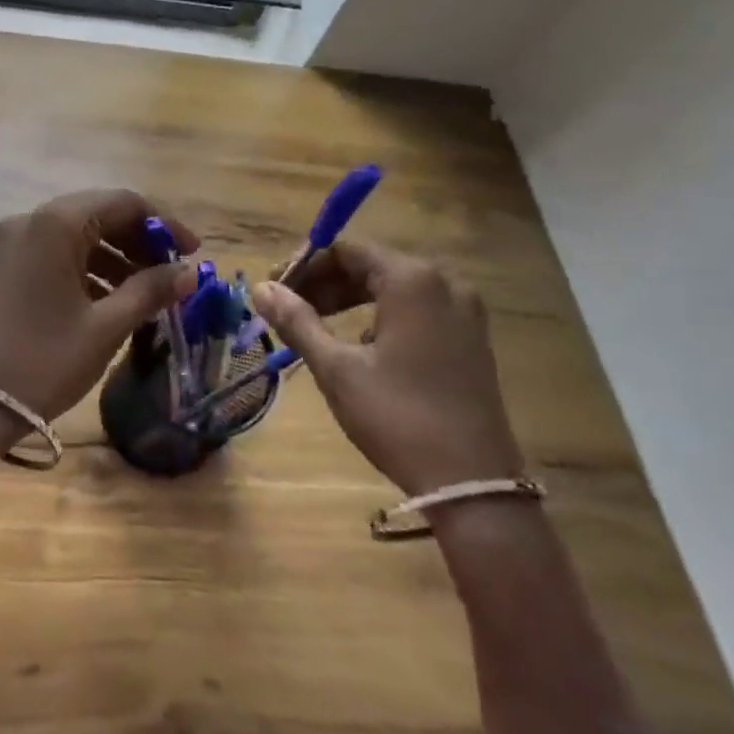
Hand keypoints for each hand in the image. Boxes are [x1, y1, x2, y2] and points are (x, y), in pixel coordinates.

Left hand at [0, 190, 196, 423]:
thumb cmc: (46, 361)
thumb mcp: (106, 326)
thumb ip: (151, 290)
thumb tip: (189, 272)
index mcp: (55, 223)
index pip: (123, 202)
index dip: (164, 224)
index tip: (192, 253)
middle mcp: (29, 220)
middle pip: (98, 214)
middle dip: (139, 241)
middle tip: (172, 273)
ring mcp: (10, 243)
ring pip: (75, 235)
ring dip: (115, 256)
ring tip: (147, 292)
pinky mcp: (1, 266)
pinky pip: (53, 253)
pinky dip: (85, 269)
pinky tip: (109, 299)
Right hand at [251, 241, 523, 493]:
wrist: (472, 484)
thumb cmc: (397, 416)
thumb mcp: (337, 368)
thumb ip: (297, 321)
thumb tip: (260, 288)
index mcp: (412, 280)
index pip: (347, 250)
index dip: (305, 265)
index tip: (275, 289)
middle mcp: (444, 284)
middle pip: (371, 265)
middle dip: (326, 284)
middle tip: (288, 309)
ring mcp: (464, 312)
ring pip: (393, 288)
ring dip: (350, 300)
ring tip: (316, 327)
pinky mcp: (471, 340)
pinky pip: (416, 310)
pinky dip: (380, 316)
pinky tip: (360, 348)